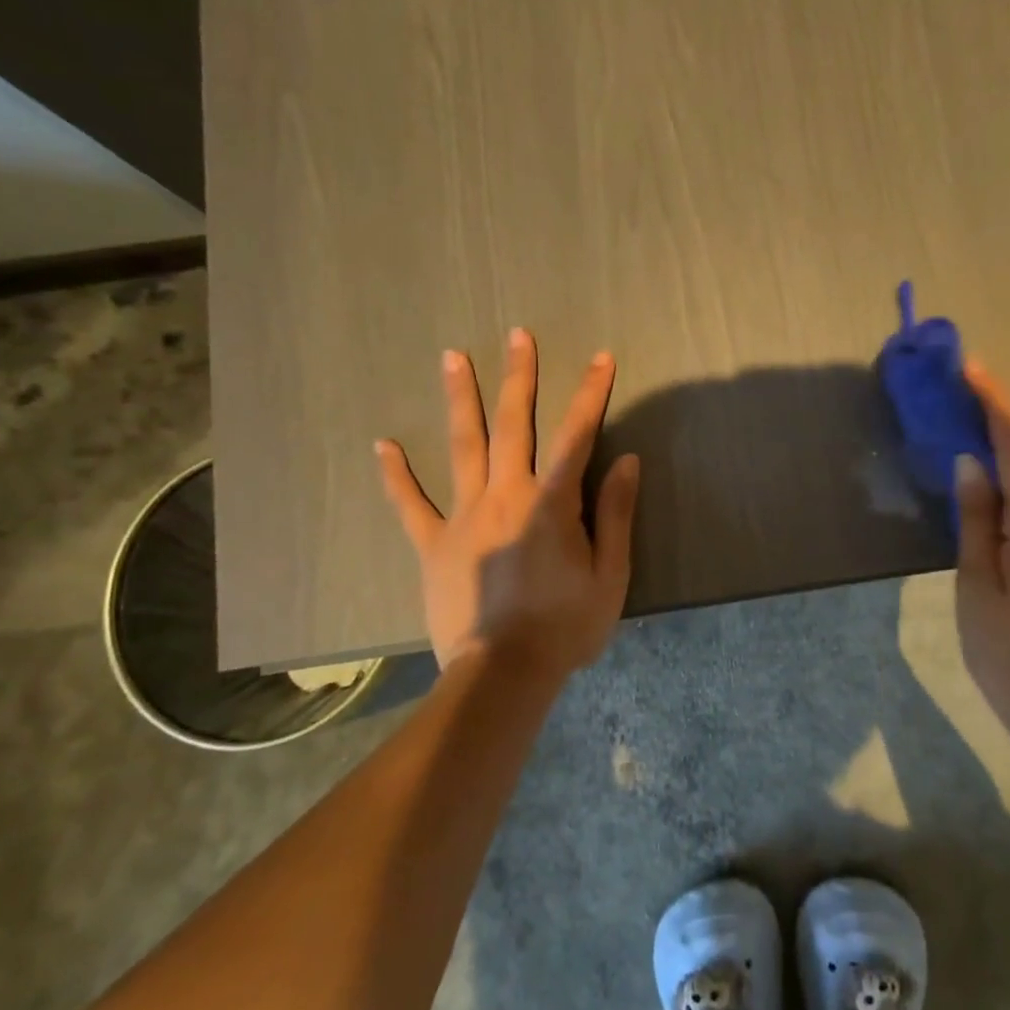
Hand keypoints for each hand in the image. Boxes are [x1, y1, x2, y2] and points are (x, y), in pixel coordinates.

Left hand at [374, 328, 640, 676]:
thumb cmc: (566, 626)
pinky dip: (397, 475)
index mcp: (551, 503)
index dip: (590, 394)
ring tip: (452, 357)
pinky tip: (384, 444)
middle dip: (519, 377)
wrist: (504, 674)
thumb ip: (615, 514)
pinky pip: (411, 505)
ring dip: (460, 400)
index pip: (576, 436)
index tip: (600, 358)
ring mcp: (464, 517)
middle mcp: (505, 496)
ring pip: (462, 448)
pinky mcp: (433, 545)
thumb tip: (625, 460)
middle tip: (517, 335)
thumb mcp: (610, 574)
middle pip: (513, 426)